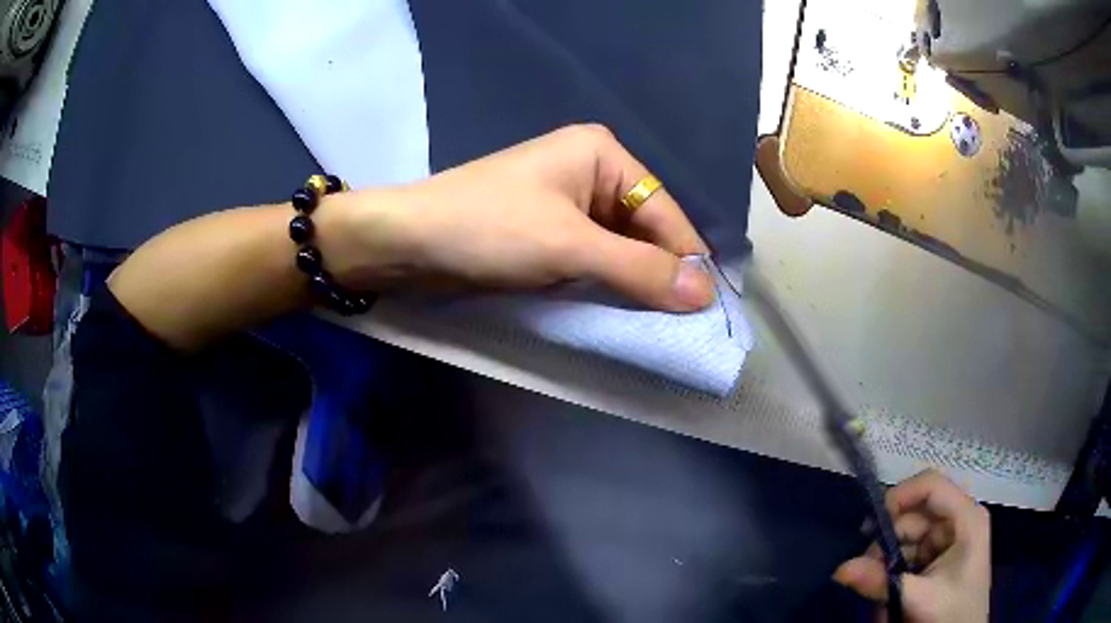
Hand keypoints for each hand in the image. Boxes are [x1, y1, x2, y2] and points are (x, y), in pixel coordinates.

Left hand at [319, 124, 714, 311]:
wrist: (406, 243)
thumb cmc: (488, 229)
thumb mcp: (570, 247)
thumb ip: (640, 269)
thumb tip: (706, 294)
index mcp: (602, 155)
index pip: (663, 211)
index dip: (687, 259)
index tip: (710, 308)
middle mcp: (589, 172)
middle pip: (643, 228)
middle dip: (660, 272)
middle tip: (685, 323)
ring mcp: (566, 203)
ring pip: (619, 246)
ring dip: (634, 282)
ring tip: (660, 324)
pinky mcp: (546, 232)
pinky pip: (592, 258)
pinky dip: (606, 283)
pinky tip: (620, 310)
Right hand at [833, 470, 990, 622]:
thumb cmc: (953, 613)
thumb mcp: (920, 599)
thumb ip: (883, 583)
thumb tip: (840, 569)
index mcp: (965, 517)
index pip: (931, 485)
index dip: (899, 496)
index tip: (869, 526)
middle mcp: (957, 520)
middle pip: (914, 513)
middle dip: (887, 540)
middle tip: (866, 571)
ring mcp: (947, 539)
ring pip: (906, 535)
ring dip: (886, 559)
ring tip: (875, 587)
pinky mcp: (936, 557)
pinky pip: (906, 553)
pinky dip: (891, 569)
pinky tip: (887, 589)